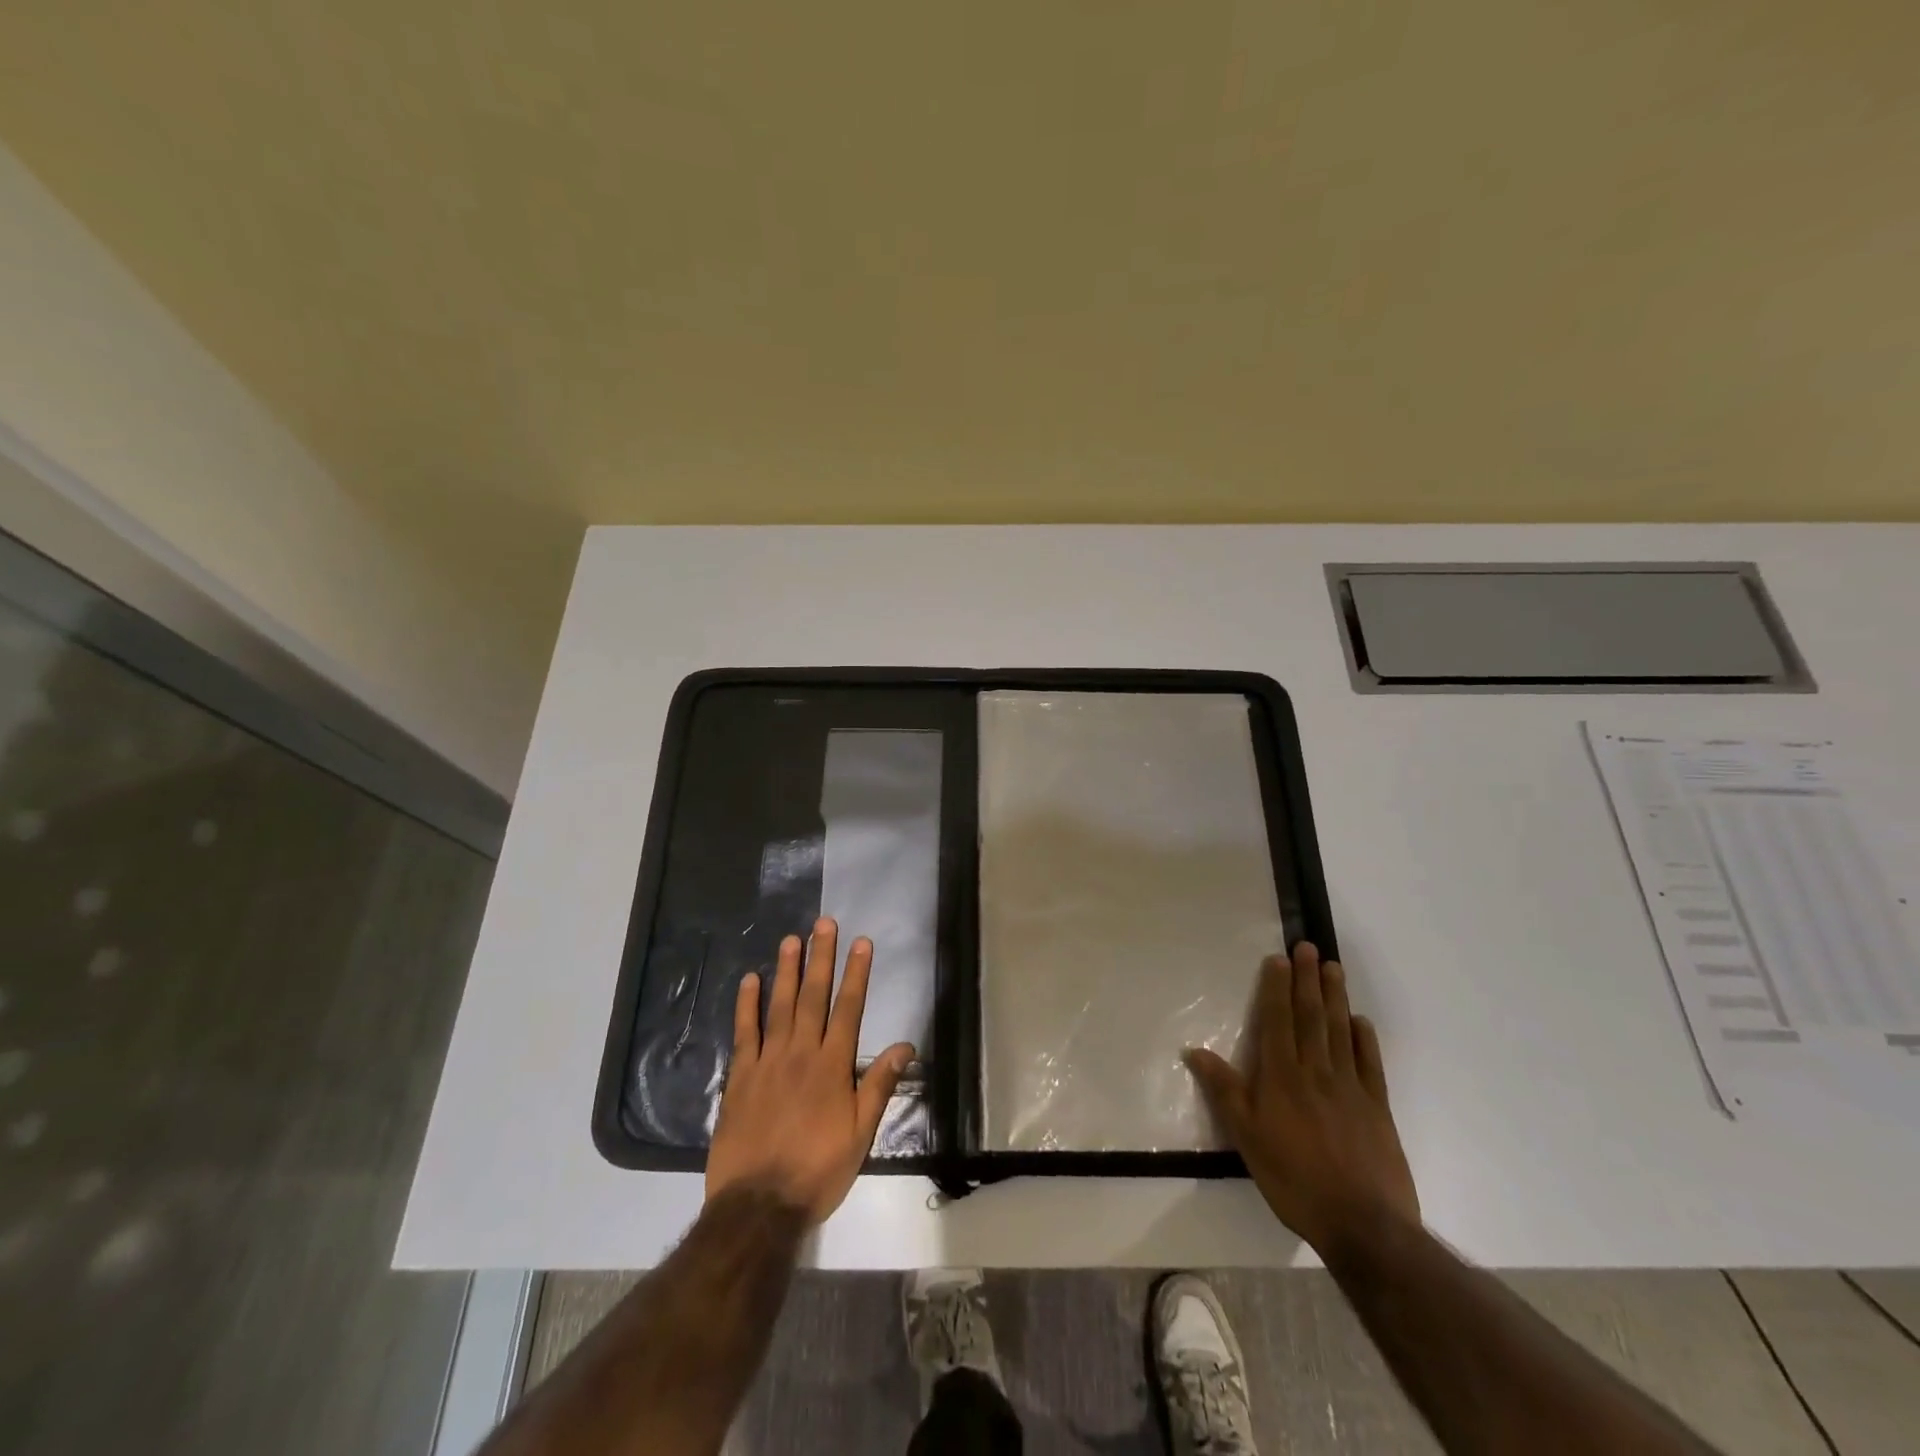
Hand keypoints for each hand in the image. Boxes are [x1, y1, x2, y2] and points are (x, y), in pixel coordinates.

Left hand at [705, 918, 914, 1224]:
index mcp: (833, 1067)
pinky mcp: (740, 1077)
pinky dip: (747, 1005)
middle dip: (821, 958)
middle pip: (814, 997)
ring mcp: (768, 1062)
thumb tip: (905, 1044)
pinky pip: (745, 1032)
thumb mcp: (859, 1135)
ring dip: (787, 970)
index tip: (861, 943)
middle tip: (824, 923)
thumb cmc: (817, 1171)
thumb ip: (878, 1085)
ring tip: (791, 939)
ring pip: (780, 1006)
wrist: (759, 1206)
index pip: (849, 1009)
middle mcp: (801, 1054)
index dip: (856, 974)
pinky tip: (750, 980)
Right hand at [1185, 942, 1419, 1256]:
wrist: (1363, 1225)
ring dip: (1336, 997)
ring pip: (1340, 1032)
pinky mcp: (1377, 1109)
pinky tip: (1361, 1022)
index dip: (1277, 988)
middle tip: (1309, 947)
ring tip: (1333, 968)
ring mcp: (1351, 1088)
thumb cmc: (1294, 1179)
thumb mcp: (1246, 1138)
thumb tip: (1193, 1051)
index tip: (1279, 959)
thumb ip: (1224, 1091)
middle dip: (1307, 980)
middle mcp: (1316, 1071)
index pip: (1278, 1021)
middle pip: (1311, 1017)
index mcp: (1282, 1076)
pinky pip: (1370, 1064)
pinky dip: (1365, 1039)